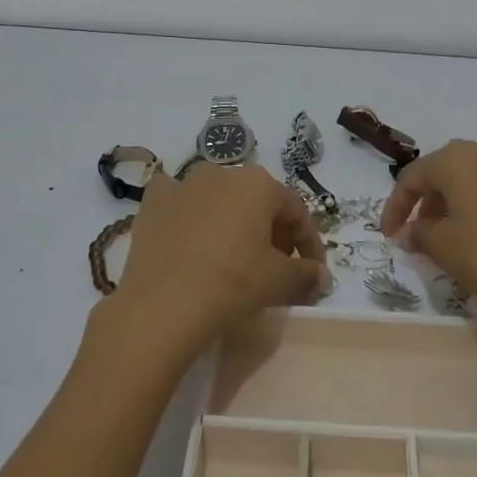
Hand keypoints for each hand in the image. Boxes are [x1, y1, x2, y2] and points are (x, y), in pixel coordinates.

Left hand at [108, 162, 331, 359]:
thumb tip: (322, 277)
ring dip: (232, 222)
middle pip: (257, 202)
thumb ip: (306, 274)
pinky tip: (189, 237)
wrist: (162, 304)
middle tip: (276, 265)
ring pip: (219, 199)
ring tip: (234, 256)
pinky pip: (179, 202)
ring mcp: (184, 183)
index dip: (308, 242)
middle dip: (272, 231)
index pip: (295, 211)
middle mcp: (222, 172)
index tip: (313, 271)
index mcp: (258, 183)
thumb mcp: (278, 282)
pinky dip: (188, 215)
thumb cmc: (231, 284)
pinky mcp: (154, 202)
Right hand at [381, 140, 476, 321]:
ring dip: (464, 204)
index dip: (396, 206)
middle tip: (423, 233)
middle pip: (448, 173)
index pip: (413, 177)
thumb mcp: (443, 248)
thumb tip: (412, 231)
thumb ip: (419, 233)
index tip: (390, 235)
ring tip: (460, 236)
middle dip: (431, 202)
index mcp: (457, 159)